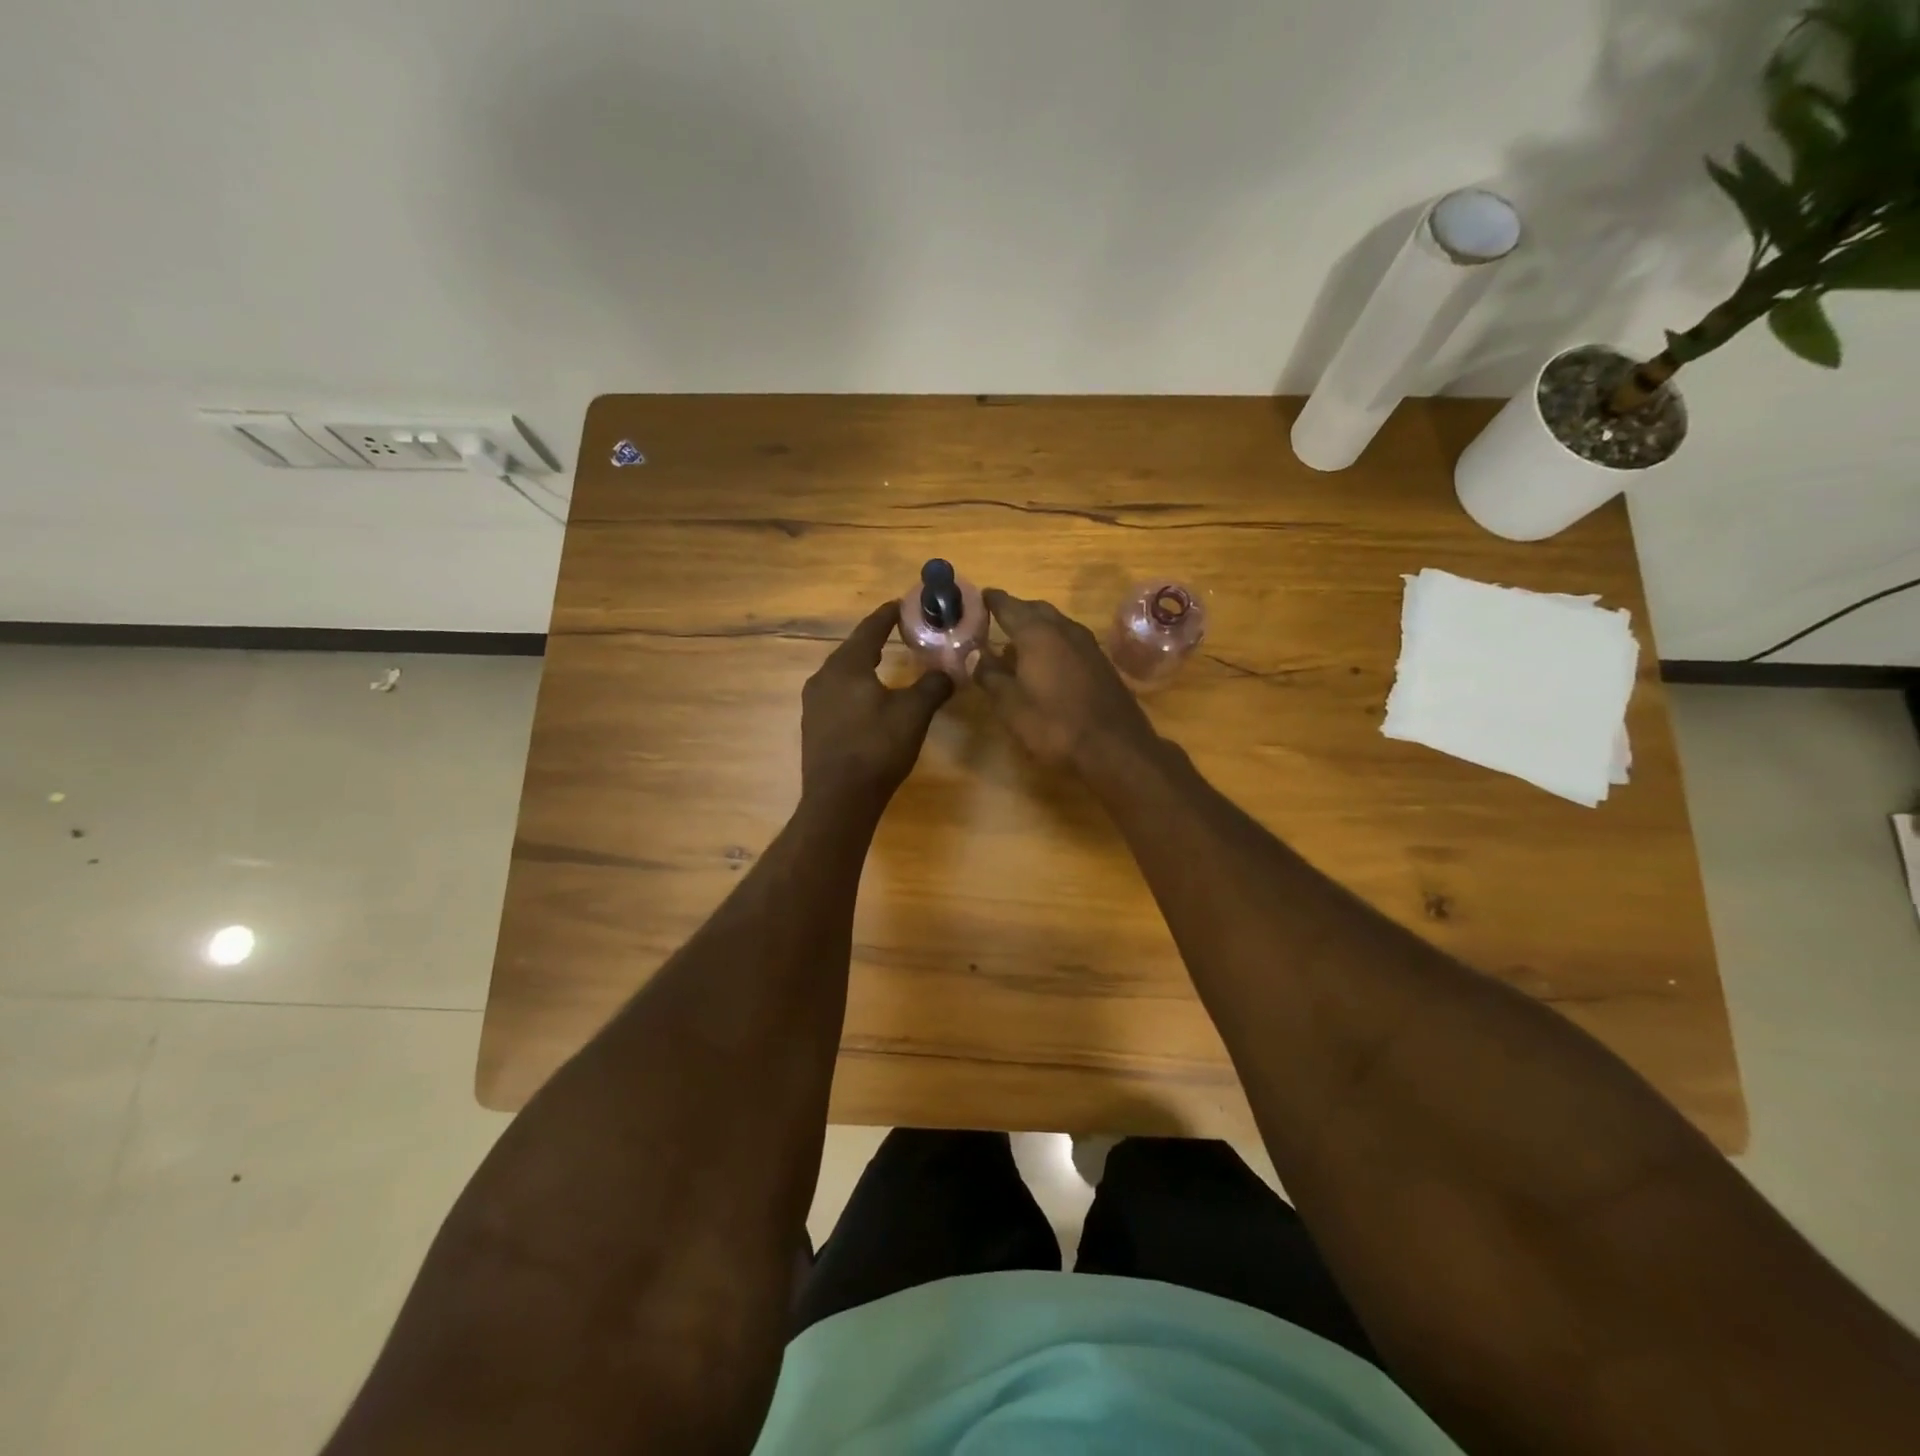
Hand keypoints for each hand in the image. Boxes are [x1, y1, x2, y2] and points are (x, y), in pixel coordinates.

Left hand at [801, 602, 953, 809]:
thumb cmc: (877, 748)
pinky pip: (836, 694)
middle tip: (897, 631)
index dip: (887, 616)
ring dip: (863, 665)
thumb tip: (949, 671)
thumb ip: (932, 687)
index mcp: (846, 666)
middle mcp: (823, 678)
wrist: (839, 798)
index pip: (869, 630)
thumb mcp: (913, 714)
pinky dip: (855, 688)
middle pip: (852, 649)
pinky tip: (868, 698)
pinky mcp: (813, 725)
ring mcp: (813, 703)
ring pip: (842, 673)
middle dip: (874, 639)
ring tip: (884, 662)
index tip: (901, 604)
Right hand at [973, 589, 1158, 772]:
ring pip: (1056, 624)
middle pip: (1035, 609)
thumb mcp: (1011, 705)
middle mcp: (1063, 629)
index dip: (991, 601)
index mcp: (1037, 633)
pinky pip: (1069, 640)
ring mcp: (1087, 644)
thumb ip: (989, 675)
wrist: (1114, 746)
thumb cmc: (1054, 724)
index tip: (979, 597)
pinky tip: (1045, 662)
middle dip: (1015, 611)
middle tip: (996, 619)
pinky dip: (1052, 642)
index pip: (1008, 606)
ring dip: (1036, 627)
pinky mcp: (1100, 662)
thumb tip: (974, 654)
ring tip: (1016, 642)